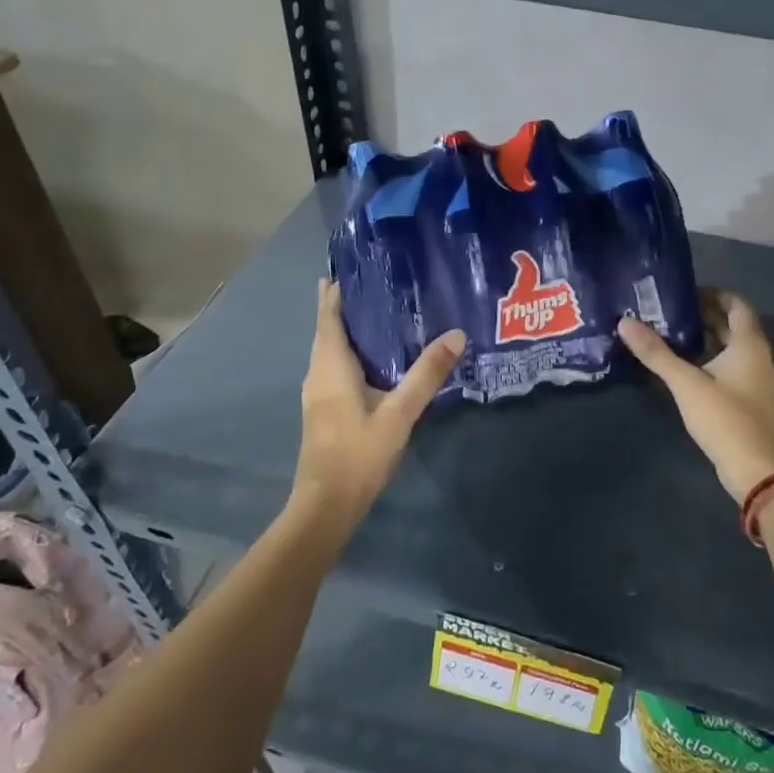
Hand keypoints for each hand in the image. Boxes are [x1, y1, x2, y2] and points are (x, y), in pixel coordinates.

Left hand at [294, 279, 464, 527]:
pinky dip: (348, 352)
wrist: (327, 504)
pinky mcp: (323, 410)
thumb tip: (456, 333)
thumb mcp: (400, 412)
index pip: (328, 318)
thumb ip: (427, 374)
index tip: (344, 268)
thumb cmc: (359, 453)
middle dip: (340, 307)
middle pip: (326, 331)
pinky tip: (372, 359)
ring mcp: (318, 394)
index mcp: (330, 367)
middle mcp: (318, 374)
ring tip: (373, 314)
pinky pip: (333, 368)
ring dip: (344, 330)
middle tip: (369, 284)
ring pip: (329, 351)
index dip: (333, 293)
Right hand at [617, 290, 773, 501]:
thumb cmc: (725, 418)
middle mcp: (757, 356)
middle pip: (733, 324)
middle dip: (704, 314)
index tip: (684, 292)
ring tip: (671, 332)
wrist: (756, 469)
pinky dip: (709, 357)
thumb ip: (656, 353)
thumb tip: (625, 322)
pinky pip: (729, 365)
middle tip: (669, 310)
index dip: (714, 293)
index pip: (737, 304)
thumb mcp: (686, 383)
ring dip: (706, 336)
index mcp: (749, 344)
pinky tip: (684, 365)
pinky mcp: (748, 398)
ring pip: (731, 346)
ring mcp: (754, 379)